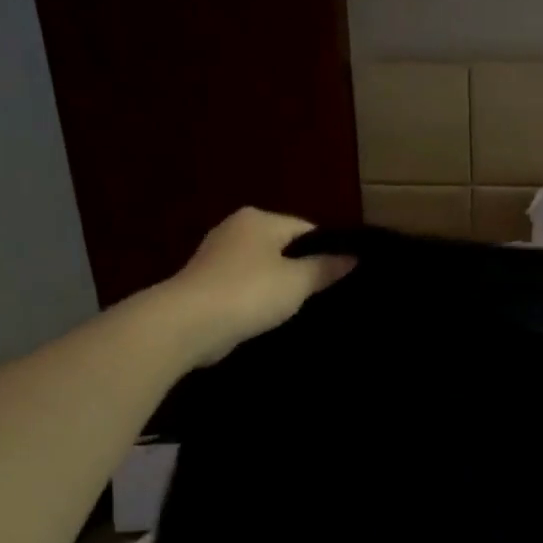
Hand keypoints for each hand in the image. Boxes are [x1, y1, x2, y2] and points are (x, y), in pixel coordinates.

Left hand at [154, 207, 353, 362]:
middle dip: (303, 269)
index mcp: (259, 219)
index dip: (328, 251)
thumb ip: (326, 267)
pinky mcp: (207, 282)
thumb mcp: (298, 281)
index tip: (343, 277)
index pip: (307, 229)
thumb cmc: (250, 293)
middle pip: (284, 247)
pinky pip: (245, 285)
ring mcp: (217, 255)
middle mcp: (236, 228)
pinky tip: (270, 316)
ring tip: (302, 309)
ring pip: (264, 267)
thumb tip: (353, 257)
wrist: (189, 323)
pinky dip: (259, 297)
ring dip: (280, 285)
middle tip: (327, 296)